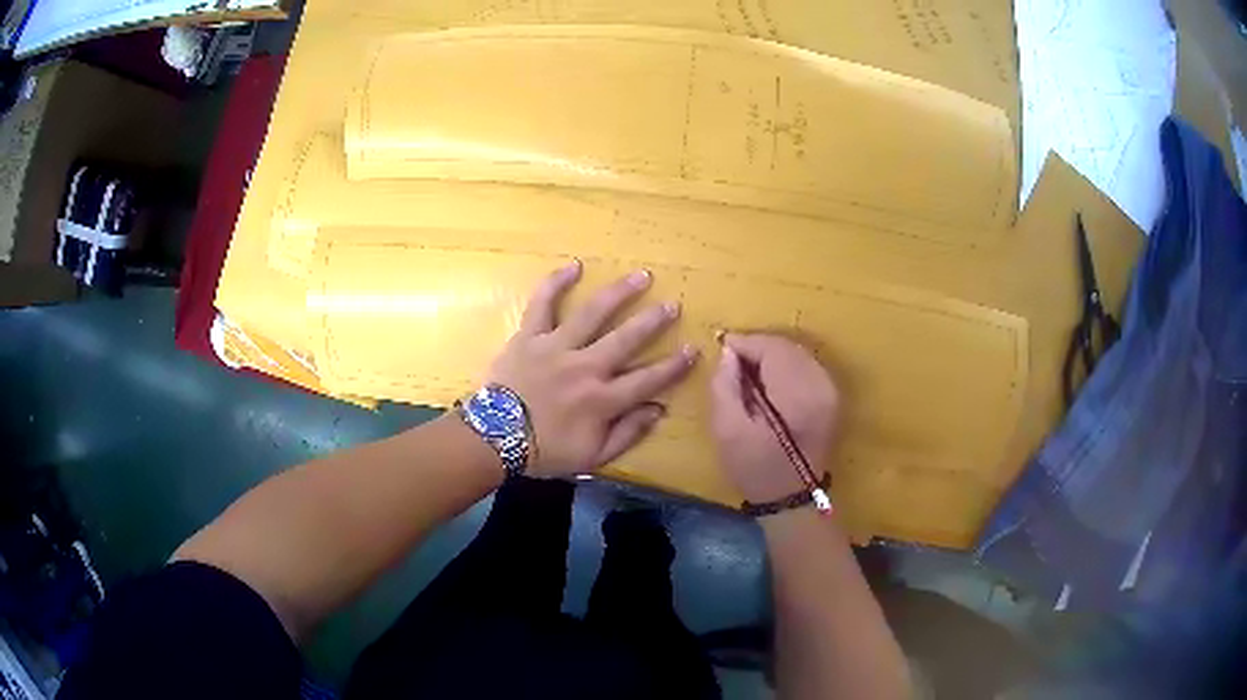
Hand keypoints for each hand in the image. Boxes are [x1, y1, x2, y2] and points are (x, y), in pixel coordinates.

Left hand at [486, 261, 697, 476]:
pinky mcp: (529, 336)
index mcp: (602, 400)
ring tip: (641, 276)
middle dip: (653, 321)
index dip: (673, 366)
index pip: (647, 380)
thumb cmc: (545, 451)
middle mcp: (584, 368)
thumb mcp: (593, 456)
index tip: (693, 349)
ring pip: (592, 314)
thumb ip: (627, 434)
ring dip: (619, 293)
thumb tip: (658, 409)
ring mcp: (556, 347)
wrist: (494, 438)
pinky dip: (556, 283)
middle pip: (626, 339)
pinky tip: (574, 266)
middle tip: (672, 304)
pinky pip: (542, 304)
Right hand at [710, 334, 840, 502]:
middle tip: (732, 359)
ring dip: (771, 354)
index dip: (746, 343)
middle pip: (787, 347)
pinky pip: (806, 365)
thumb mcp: (728, 431)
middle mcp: (821, 385)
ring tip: (747, 368)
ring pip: (798, 353)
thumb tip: (728, 353)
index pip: (772, 349)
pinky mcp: (832, 397)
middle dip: (758, 347)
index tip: (722, 345)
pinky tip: (768, 379)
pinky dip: (785, 364)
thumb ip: (725, 386)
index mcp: (798, 395)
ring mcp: (831, 390)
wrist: (791, 499)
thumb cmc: (756, 469)